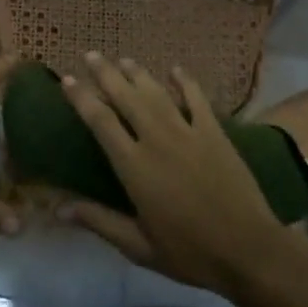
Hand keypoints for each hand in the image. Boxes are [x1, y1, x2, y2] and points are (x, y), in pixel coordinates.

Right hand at [58, 53, 294, 302]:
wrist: (249, 250)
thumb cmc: (189, 252)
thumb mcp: (138, 246)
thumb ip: (99, 221)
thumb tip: (58, 207)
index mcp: (134, 166)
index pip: (100, 121)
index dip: (81, 97)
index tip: (67, 79)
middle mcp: (157, 139)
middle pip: (126, 96)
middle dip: (106, 73)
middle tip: (91, 54)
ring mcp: (188, 132)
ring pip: (157, 92)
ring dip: (138, 73)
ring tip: (124, 60)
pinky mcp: (215, 133)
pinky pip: (197, 98)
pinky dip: (185, 81)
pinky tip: (175, 69)